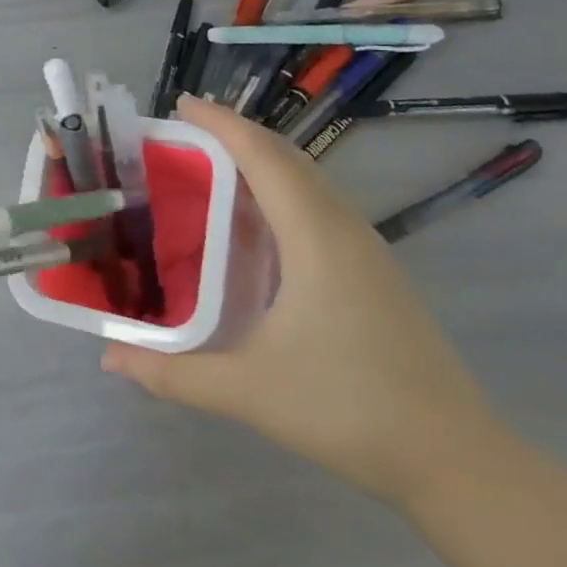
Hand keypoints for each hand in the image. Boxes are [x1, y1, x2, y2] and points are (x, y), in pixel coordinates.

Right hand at [101, 95, 512, 506]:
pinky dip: (282, 190)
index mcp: (314, 238)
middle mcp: (343, 228)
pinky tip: (258, 223)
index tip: (182, 105)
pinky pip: (320, 205)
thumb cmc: (348, 410)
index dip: (222, 124)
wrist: (456, 460)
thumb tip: (109, 358)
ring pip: (308, 180)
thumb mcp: (248, 391)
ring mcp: (366, 249)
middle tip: (184, 136)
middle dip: (236, 135)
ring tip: (212, 168)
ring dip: (261, 161)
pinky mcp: (375, 270)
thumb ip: (172, 373)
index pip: (263, 157)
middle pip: (287, 157)